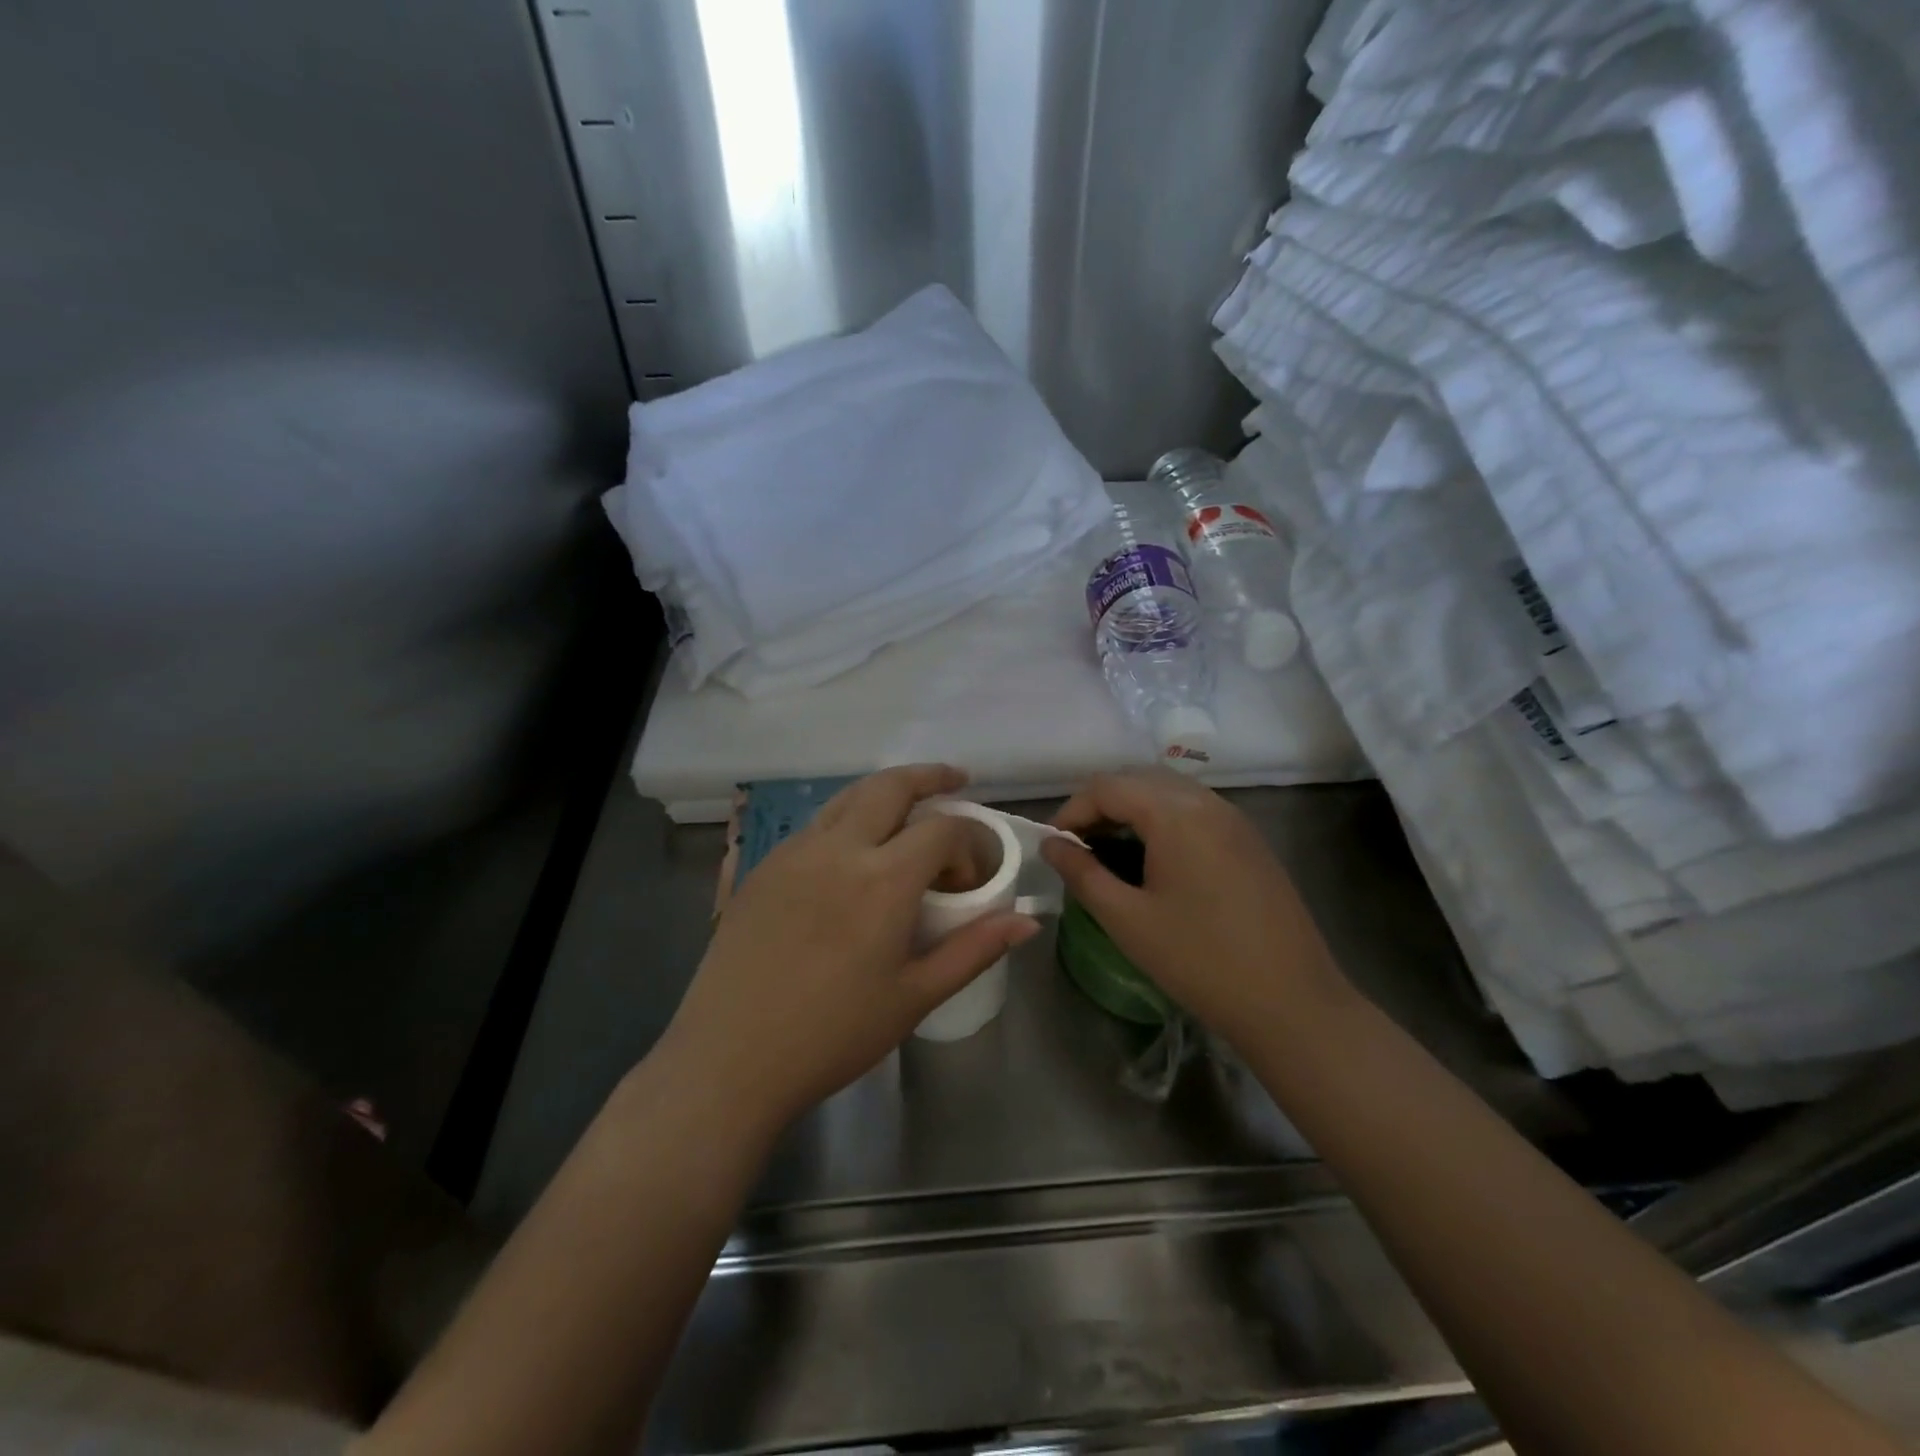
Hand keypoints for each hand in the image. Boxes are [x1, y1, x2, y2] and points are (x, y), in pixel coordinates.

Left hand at [661, 765, 1040, 1133]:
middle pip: (891, 786)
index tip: (970, 880)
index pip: (943, 829)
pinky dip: (848, 818)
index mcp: (883, 879)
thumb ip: (974, 950)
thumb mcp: (914, 997)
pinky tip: (852, 852)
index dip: (969, 843)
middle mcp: (838, 848)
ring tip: (908, 806)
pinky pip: (815, 824)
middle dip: (930, 776)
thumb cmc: (832, 1035)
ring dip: (885, 791)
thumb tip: (1026, 920)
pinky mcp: (763, 866)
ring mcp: (794, 852)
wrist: (728, 1059)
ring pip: (848, 797)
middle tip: (955, 781)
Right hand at [1040, 770, 1343, 1048]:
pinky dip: (1163, 820)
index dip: (1071, 810)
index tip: (1054, 845)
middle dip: (1100, 805)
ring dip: (1132, 810)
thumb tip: (1051, 844)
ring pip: (1169, 792)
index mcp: (1175, 814)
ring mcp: (1234, 819)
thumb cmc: (1199, 960)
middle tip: (1079, 847)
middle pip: (1138, 780)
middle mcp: (1207, 802)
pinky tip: (1155, 860)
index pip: (1107, 787)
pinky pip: (1195, 810)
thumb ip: (1082, 873)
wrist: (1291, 1002)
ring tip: (1111, 852)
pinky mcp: (1250, 840)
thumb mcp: (1127, 919)